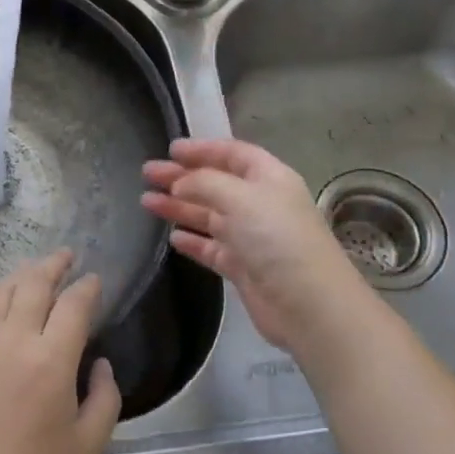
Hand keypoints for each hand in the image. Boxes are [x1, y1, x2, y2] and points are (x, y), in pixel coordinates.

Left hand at [0, 251, 121, 453]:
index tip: (96, 280)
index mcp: (51, 359)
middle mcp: (14, 340)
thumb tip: (102, 364)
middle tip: (67, 256)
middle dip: (54, 265)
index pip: (74, 305)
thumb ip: (106, 398)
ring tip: (37, 269)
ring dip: (23, 274)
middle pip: (34, 285)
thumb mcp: (88, 445)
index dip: (88, 287)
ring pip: (2, 292)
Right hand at [142, 137, 391, 362]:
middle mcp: (260, 204)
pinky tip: (173, 237)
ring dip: (180, 207)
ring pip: (209, 216)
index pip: (233, 154)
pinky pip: (212, 248)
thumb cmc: (277, 238)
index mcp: (268, 178)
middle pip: (216, 184)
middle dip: (182, 177)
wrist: (308, 304)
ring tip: (146, 201)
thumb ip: (205, 182)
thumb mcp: (240, 197)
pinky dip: (193, 241)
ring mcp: (251, 237)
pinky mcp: (243, 267)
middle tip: (147, 173)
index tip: (170, 149)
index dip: (202, 149)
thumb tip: (180, 183)